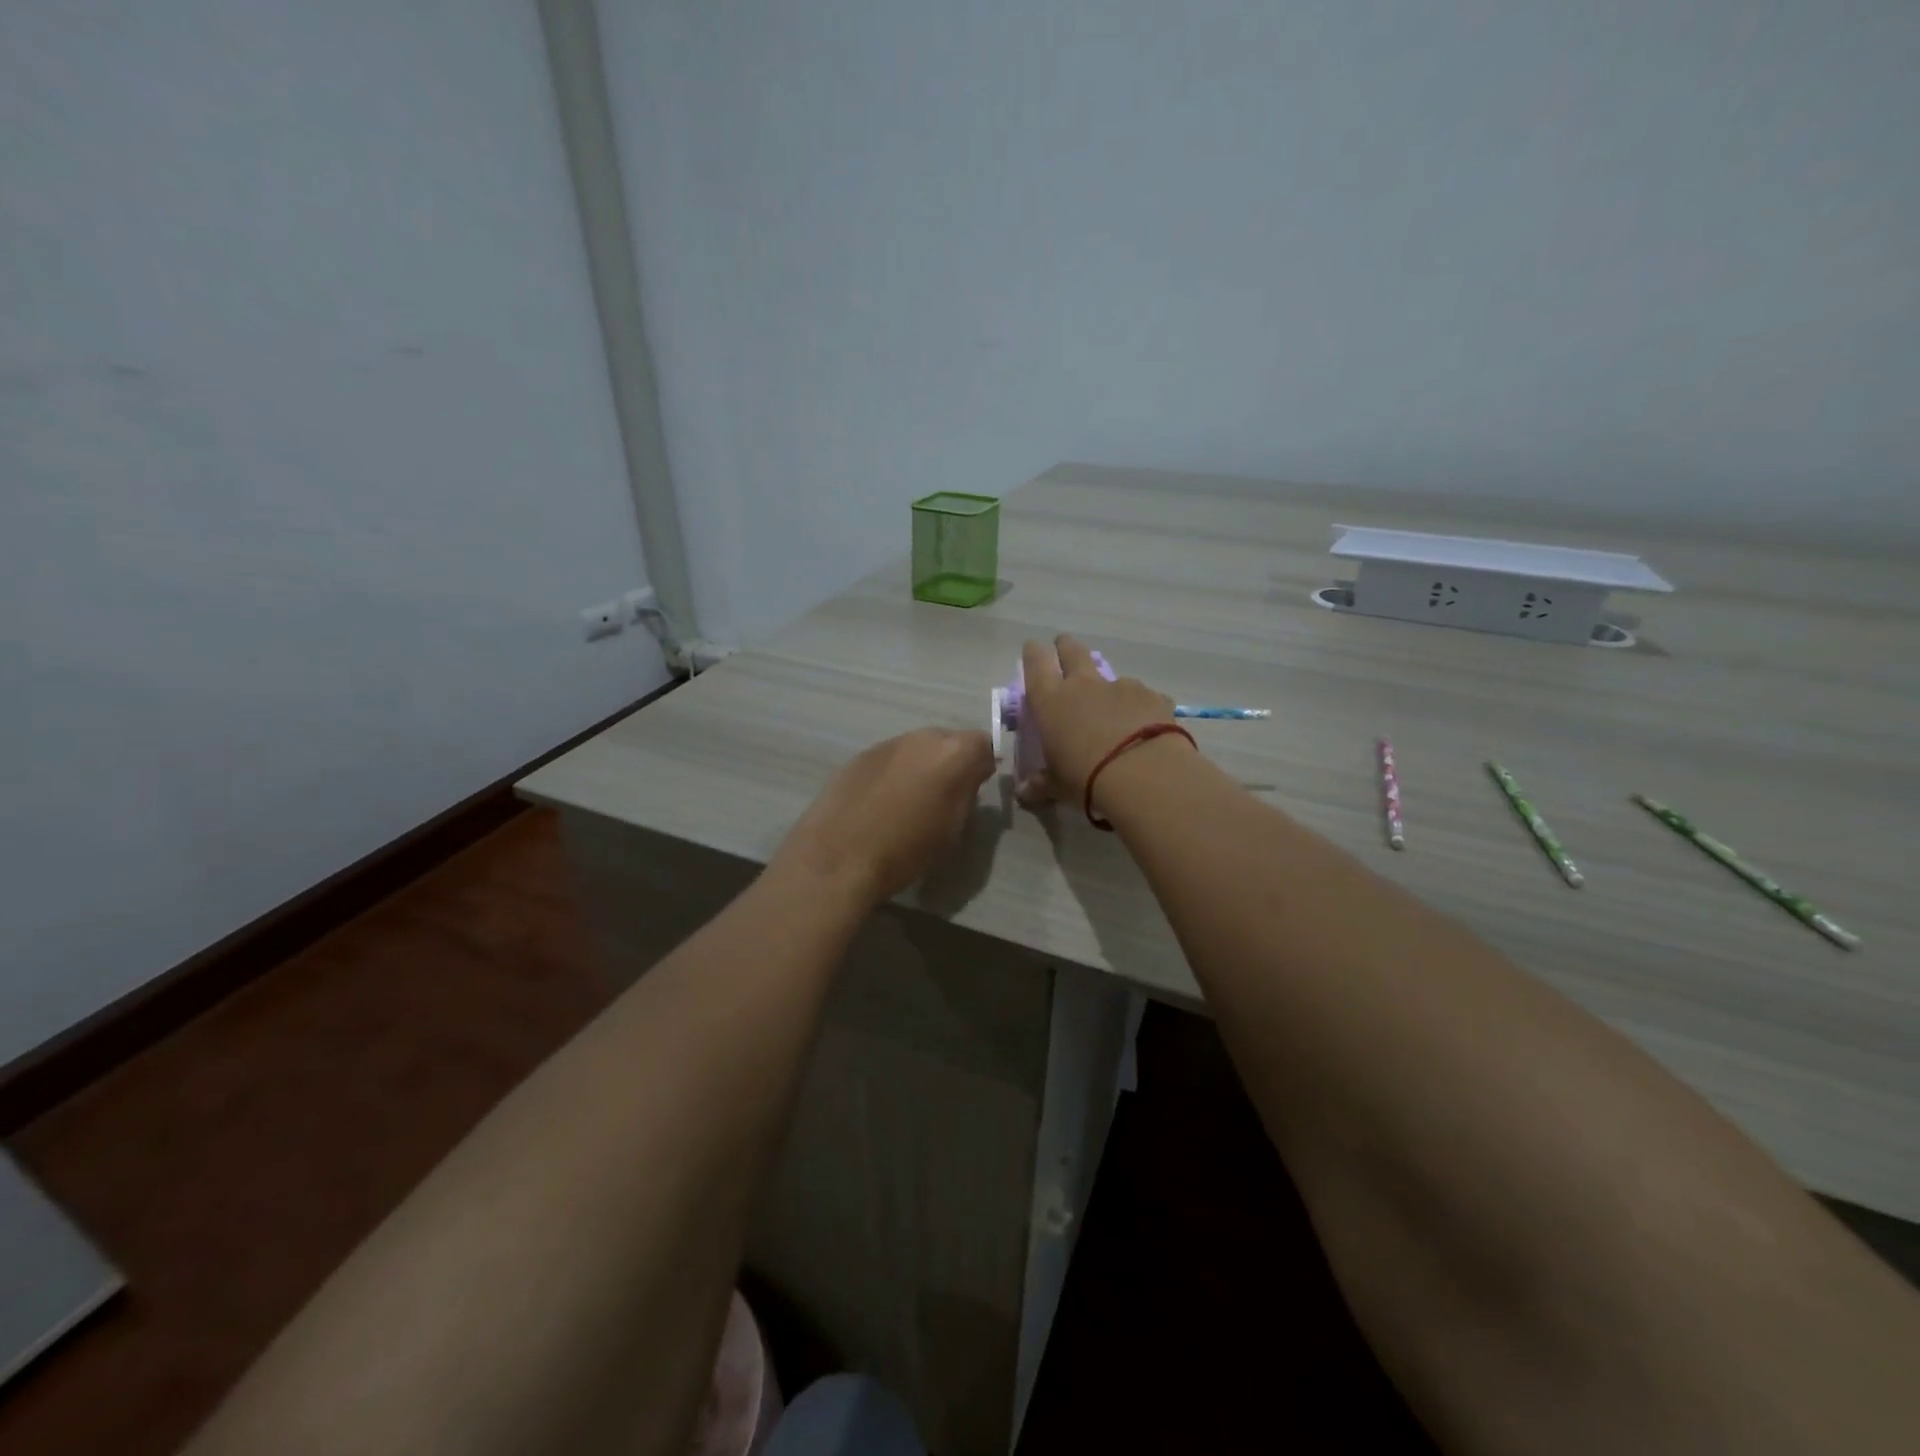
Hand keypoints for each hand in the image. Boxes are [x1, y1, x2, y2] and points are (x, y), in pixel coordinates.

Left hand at [774, 727, 996, 905]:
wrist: (838, 856)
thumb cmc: (906, 850)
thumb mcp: (952, 829)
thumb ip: (966, 794)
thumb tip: (968, 778)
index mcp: (953, 753)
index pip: (984, 744)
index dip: (982, 766)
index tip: (976, 789)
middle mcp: (922, 737)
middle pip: (948, 740)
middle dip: (951, 762)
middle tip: (944, 795)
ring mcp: (887, 743)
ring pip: (917, 748)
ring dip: (921, 766)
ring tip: (910, 800)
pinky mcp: (860, 755)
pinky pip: (890, 758)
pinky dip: (893, 773)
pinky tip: (881, 802)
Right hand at [1020, 635, 1182, 807]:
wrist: (1143, 774)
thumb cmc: (1086, 778)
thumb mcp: (1057, 786)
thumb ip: (1040, 785)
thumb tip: (1025, 793)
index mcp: (1051, 701)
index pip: (1035, 664)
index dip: (1033, 653)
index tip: (1033, 648)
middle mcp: (1084, 685)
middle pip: (1073, 651)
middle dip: (1066, 647)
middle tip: (1064, 647)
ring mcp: (1122, 687)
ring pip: (1111, 677)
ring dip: (1108, 688)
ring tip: (1113, 710)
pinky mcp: (1153, 696)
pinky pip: (1143, 697)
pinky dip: (1140, 708)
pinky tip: (1145, 728)